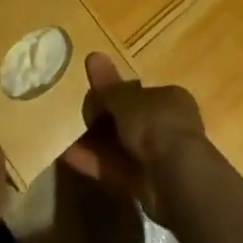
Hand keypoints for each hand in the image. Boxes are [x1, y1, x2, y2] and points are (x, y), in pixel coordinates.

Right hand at [60, 53, 206, 224]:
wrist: (177, 179)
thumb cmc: (155, 124)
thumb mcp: (126, 99)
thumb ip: (108, 86)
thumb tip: (92, 55)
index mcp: (170, 99)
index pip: (138, 92)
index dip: (114, 93)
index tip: (94, 97)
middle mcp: (168, 127)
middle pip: (129, 120)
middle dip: (103, 120)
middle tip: (80, 118)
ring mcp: (159, 158)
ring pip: (121, 146)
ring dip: (94, 142)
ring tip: (64, 137)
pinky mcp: (147, 186)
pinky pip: (116, 169)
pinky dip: (94, 162)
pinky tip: (67, 155)